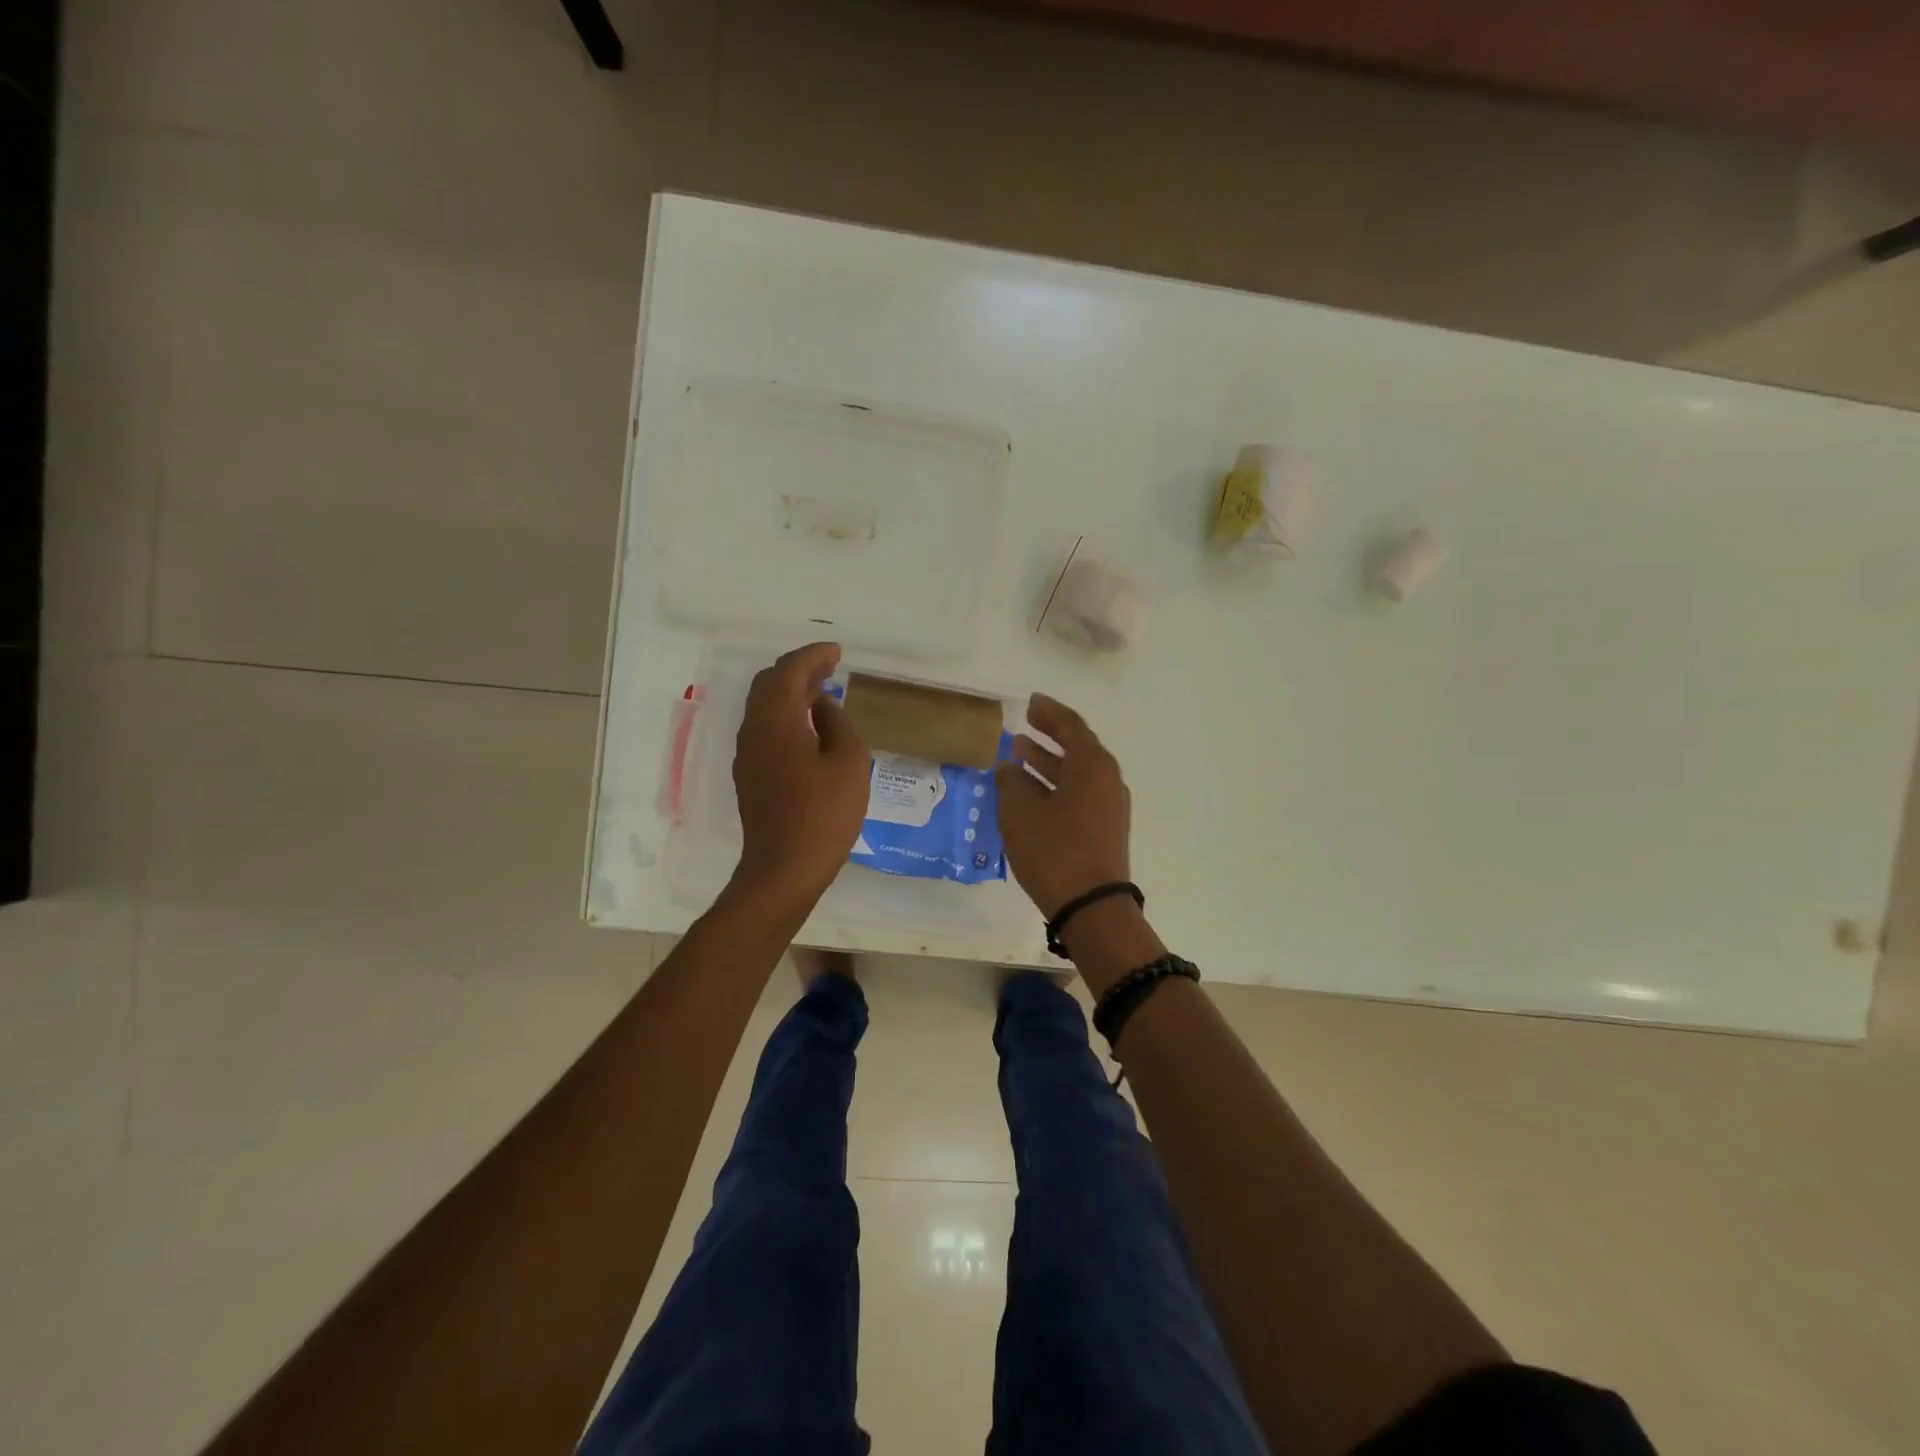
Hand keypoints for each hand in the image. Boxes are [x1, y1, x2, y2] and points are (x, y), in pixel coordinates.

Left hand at [730, 642, 871, 918]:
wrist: (784, 869)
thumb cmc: (824, 815)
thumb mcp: (850, 762)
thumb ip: (838, 723)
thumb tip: (823, 706)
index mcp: (777, 721)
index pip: (790, 671)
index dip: (813, 656)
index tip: (836, 651)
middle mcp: (754, 730)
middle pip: (769, 684)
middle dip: (799, 670)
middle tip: (829, 667)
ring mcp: (747, 754)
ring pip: (764, 707)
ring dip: (791, 693)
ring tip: (822, 692)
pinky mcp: (750, 776)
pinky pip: (765, 729)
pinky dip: (786, 715)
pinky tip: (809, 728)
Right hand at [994, 693, 1131, 919]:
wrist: (1092, 907)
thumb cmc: (1055, 850)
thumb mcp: (1021, 812)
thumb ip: (1011, 782)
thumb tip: (1009, 768)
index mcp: (1092, 765)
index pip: (1070, 725)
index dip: (1048, 712)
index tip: (1030, 703)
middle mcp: (1108, 780)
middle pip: (1077, 747)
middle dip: (1049, 736)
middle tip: (1025, 726)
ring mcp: (1110, 806)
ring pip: (1077, 773)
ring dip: (1049, 763)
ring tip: (1020, 755)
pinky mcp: (1105, 829)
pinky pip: (1079, 794)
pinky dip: (1056, 786)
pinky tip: (1031, 793)